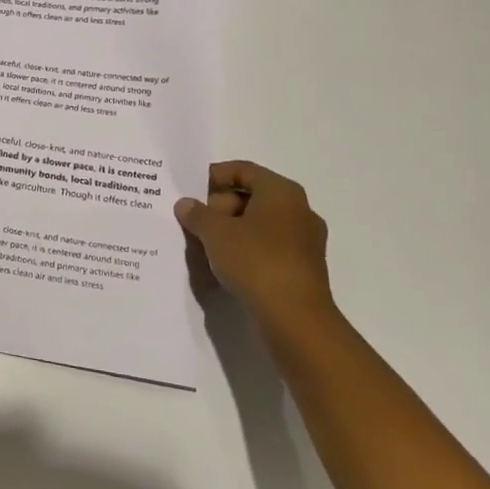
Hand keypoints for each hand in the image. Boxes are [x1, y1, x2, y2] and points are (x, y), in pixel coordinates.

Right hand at [176, 161, 333, 333]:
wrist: (294, 318)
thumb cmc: (255, 261)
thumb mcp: (215, 232)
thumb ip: (197, 214)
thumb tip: (186, 205)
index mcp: (282, 192)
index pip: (243, 170)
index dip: (213, 176)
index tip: (189, 191)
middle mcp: (298, 211)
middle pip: (250, 198)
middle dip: (217, 208)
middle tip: (193, 223)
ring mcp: (303, 242)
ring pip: (256, 226)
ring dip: (228, 233)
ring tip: (202, 247)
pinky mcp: (301, 269)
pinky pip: (265, 249)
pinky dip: (243, 252)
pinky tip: (222, 267)